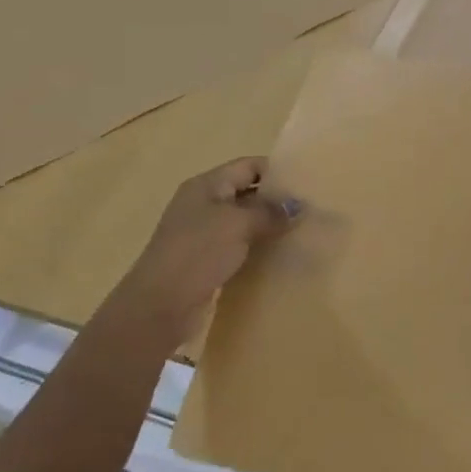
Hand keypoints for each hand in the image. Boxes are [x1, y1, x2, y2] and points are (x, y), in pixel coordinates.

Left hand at [105, 157, 300, 340]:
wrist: (159, 305)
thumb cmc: (198, 253)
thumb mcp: (238, 224)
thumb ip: (270, 212)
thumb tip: (298, 206)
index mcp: (206, 185)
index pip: (248, 166)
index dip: (277, 171)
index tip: (308, 183)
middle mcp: (203, 203)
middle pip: (247, 192)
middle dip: (277, 200)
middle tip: (311, 209)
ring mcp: (203, 232)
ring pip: (244, 220)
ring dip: (269, 225)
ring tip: (302, 231)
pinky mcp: (205, 259)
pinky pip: (238, 244)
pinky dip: (258, 246)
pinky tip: (280, 254)